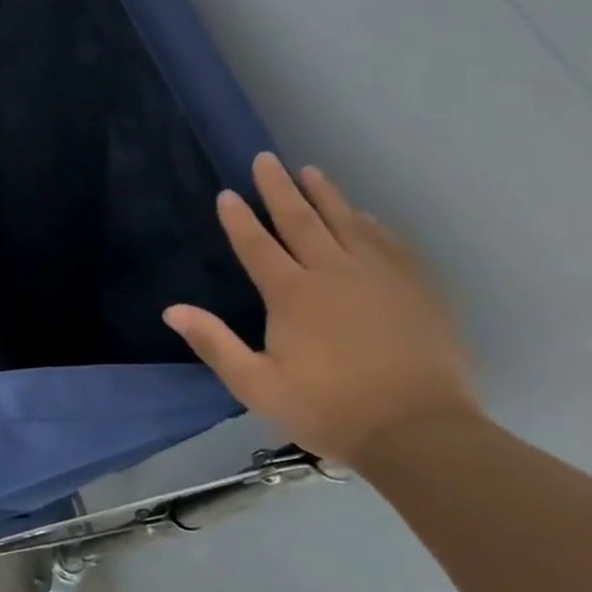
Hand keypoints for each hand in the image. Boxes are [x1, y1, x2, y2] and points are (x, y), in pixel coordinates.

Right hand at [163, 153, 479, 464]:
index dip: (239, 219)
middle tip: (267, 159)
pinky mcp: (417, 288)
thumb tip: (172, 310)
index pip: (258, 246)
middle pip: (302, 221)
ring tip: (310, 171)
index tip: (227, 193)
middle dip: (280, 189)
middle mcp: (335, 273)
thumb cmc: (326, 409)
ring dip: (326, 196)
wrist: (419, 432)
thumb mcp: (256, 385)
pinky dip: (371, 224)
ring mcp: (381, 277)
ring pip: (348, 223)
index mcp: (293, 295)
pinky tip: (364, 216)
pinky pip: (390, 242)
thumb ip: (214, 343)